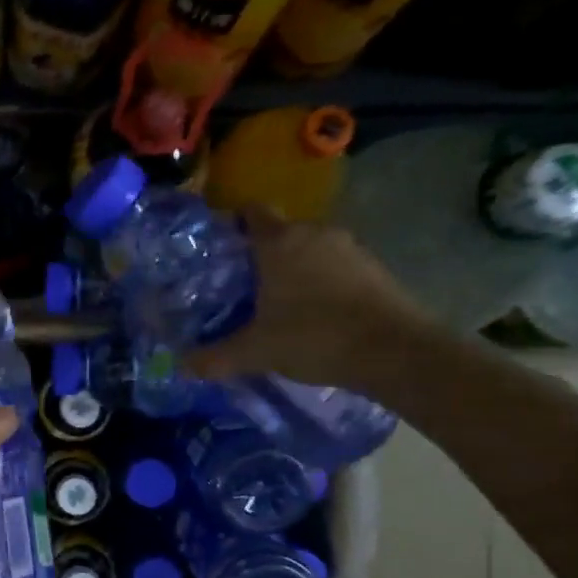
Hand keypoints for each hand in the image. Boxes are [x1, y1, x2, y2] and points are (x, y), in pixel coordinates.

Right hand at [185, 206, 435, 391]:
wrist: (395, 351)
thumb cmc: (314, 337)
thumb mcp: (255, 352)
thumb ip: (215, 357)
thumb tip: (181, 366)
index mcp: (279, 242)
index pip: (250, 212)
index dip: (232, 224)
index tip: (218, 248)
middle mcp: (314, 233)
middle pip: (279, 232)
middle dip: (259, 253)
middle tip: (239, 285)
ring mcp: (349, 247)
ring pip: (309, 249)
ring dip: (293, 268)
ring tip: (276, 302)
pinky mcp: (374, 267)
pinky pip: (335, 265)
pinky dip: (320, 281)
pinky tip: (312, 312)